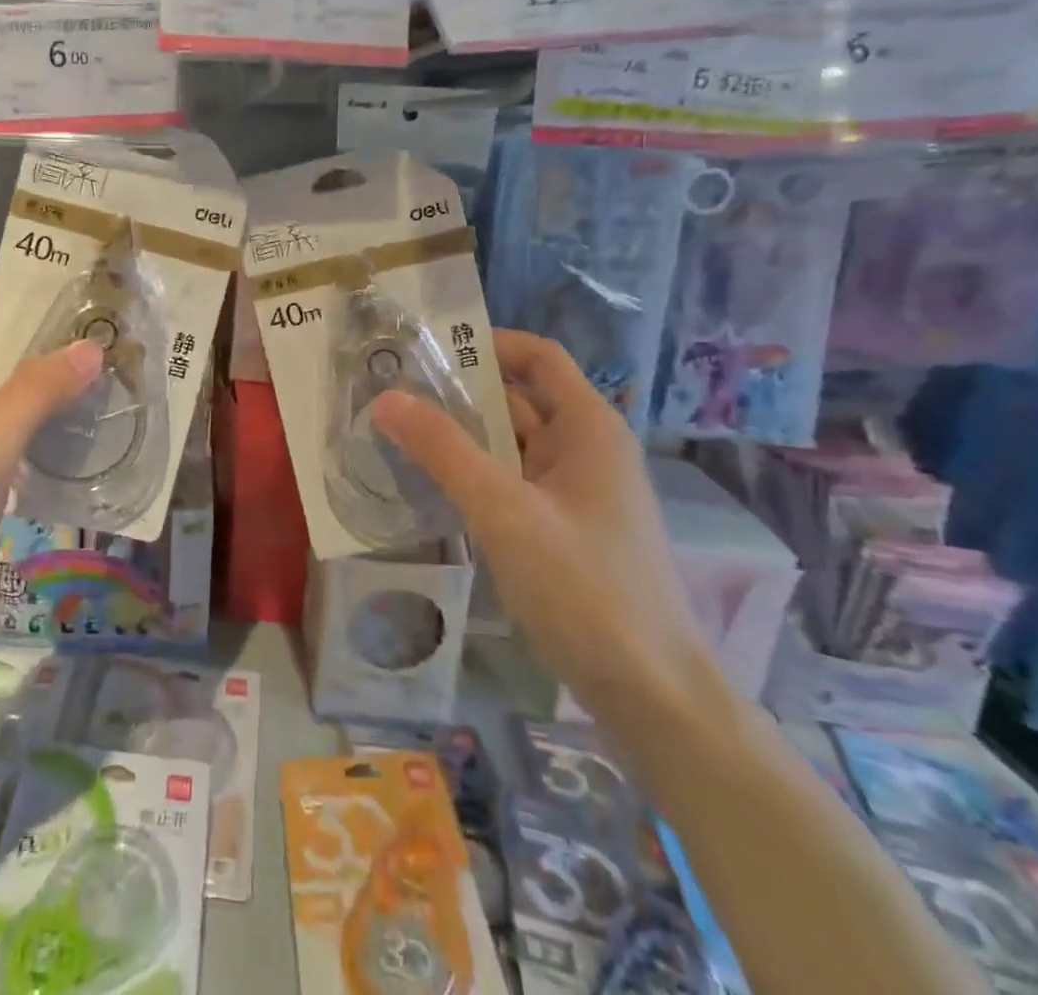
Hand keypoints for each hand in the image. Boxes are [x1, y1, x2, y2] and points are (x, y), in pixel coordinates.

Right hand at [374, 330, 717, 727]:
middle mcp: (587, 450)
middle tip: (391, 391)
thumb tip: (385, 397)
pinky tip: (430, 486)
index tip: (424, 350)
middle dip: (458, 392)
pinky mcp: (565, 531)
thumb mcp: (504, 511)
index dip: (487, 343)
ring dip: (461, 437)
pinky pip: (512, 484)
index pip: (538, 356)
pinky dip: (474, 475)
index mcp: (589, 427)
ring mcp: (577, 493)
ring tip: (396, 432)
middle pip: (518, 399)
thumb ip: (443, 450)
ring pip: (511, 446)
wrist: (652, 695)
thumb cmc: (585, 588)